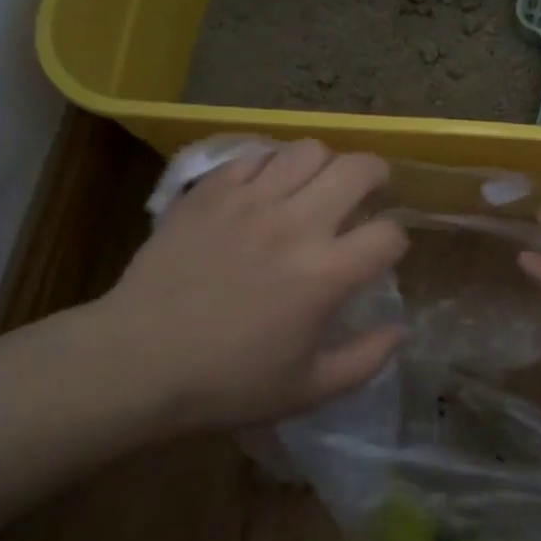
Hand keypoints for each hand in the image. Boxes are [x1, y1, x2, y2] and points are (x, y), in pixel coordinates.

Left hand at [95, 140, 408, 432]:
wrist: (138, 360)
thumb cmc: (227, 382)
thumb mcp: (308, 390)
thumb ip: (366, 359)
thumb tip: (402, 330)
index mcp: (325, 275)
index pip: (388, 234)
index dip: (395, 241)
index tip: (382, 253)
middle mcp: (295, 225)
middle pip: (358, 169)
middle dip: (376, 175)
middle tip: (369, 189)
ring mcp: (249, 200)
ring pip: (308, 150)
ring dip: (325, 164)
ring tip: (316, 183)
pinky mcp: (211, 191)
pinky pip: (256, 155)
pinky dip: (273, 164)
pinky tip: (266, 187)